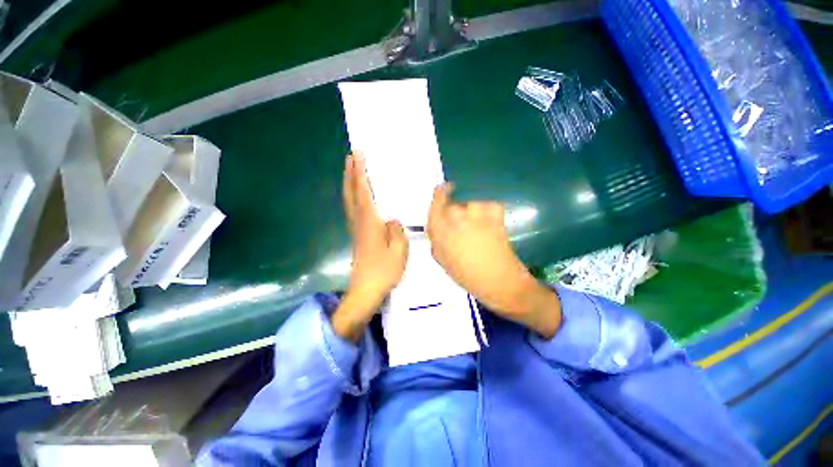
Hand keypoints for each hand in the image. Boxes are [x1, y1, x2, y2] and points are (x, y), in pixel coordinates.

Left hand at [331, 153, 408, 340]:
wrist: (365, 290)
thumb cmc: (384, 270)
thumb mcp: (399, 250)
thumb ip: (396, 231)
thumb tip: (392, 219)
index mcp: (369, 222)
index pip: (363, 191)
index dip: (359, 172)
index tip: (357, 155)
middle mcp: (359, 222)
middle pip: (351, 193)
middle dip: (349, 173)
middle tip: (350, 157)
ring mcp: (356, 229)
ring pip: (349, 201)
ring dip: (349, 184)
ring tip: (352, 170)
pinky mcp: (357, 236)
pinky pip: (353, 210)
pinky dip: (353, 197)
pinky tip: (358, 197)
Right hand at [426, 184, 560, 337]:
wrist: (498, 280)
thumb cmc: (466, 275)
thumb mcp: (442, 259)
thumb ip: (435, 238)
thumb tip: (436, 224)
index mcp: (440, 227)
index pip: (437, 200)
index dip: (440, 194)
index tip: (444, 191)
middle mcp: (456, 214)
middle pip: (454, 200)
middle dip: (457, 208)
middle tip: (464, 223)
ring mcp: (476, 211)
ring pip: (471, 202)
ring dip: (474, 211)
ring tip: (480, 228)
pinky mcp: (495, 211)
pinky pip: (488, 205)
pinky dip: (489, 213)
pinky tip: (491, 228)